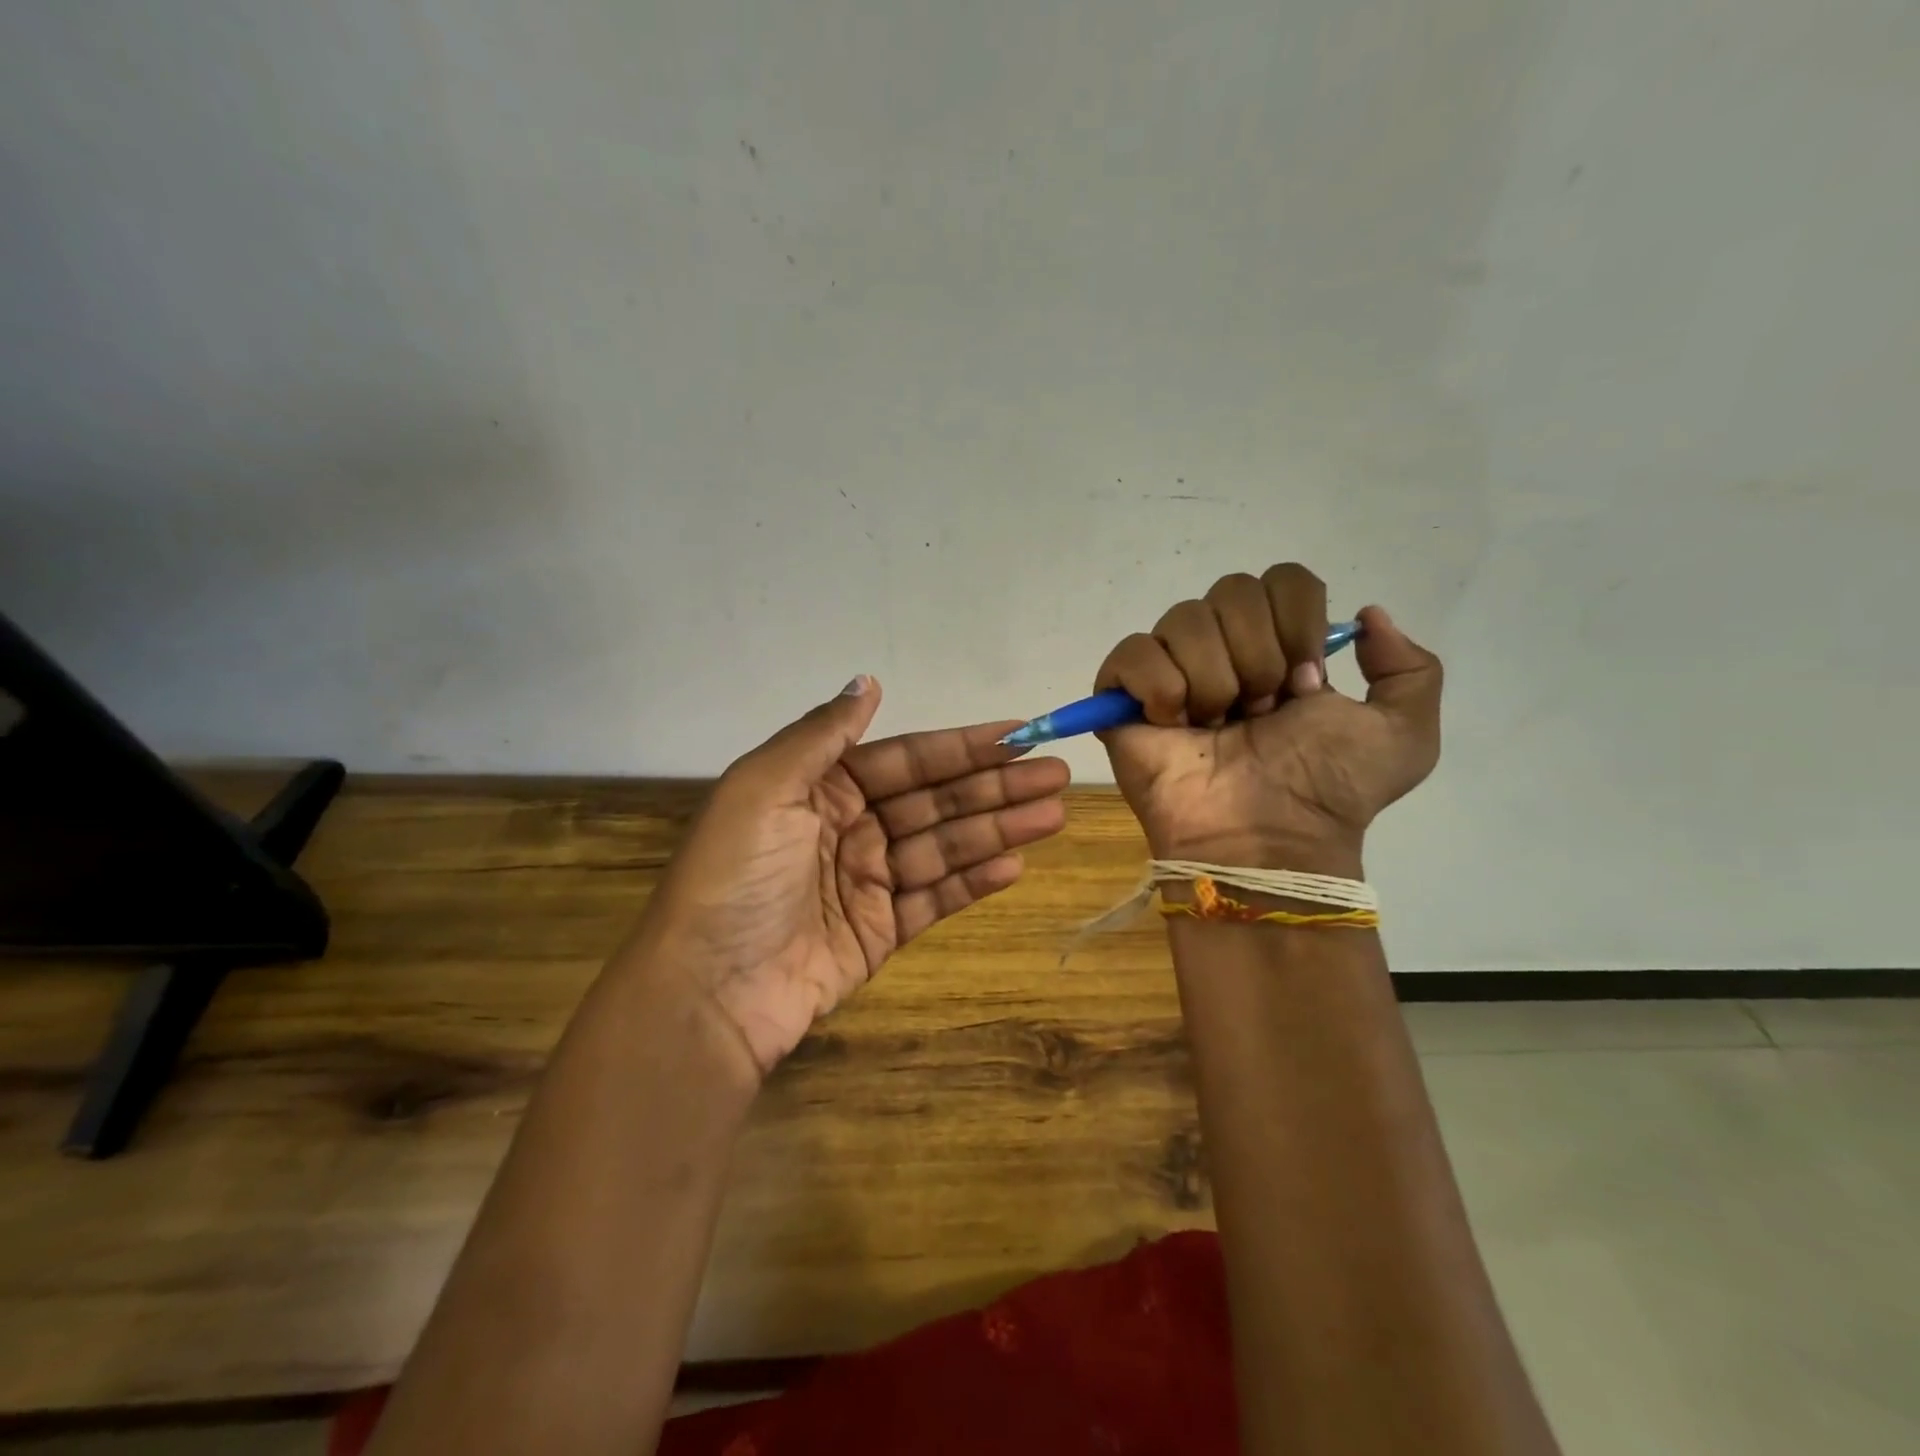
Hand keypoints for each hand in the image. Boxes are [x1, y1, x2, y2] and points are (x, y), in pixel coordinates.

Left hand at [628, 676, 1069, 1075]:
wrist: (708, 992)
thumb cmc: (736, 878)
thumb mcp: (764, 789)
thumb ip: (822, 735)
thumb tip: (868, 681)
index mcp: (821, 787)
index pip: (907, 759)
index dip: (963, 747)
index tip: (1018, 735)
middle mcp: (849, 827)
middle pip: (935, 800)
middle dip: (995, 785)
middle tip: (1057, 773)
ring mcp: (867, 881)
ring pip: (944, 846)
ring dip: (998, 829)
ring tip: (1052, 814)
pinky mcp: (880, 931)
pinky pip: (935, 897)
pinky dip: (973, 881)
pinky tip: (1015, 865)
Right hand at [1095, 564, 1441, 871]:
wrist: (1266, 838)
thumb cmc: (1327, 789)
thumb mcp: (1404, 736)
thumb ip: (1410, 669)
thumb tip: (1366, 614)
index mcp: (1280, 648)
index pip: (1283, 580)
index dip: (1298, 624)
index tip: (1305, 684)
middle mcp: (1223, 649)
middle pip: (1232, 590)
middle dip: (1258, 656)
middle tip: (1259, 713)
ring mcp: (1170, 670)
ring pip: (1184, 620)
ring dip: (1214, 682)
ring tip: (1215, 729)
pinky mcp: (1121, 696)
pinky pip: (1133, 652)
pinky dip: (1160, 687)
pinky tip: (1174, 725)